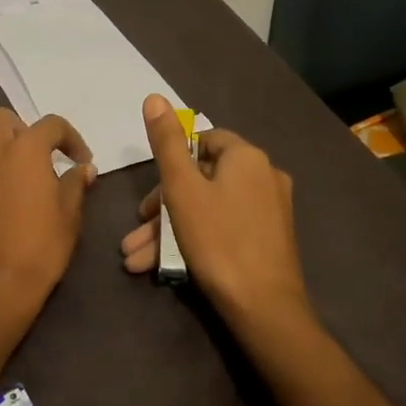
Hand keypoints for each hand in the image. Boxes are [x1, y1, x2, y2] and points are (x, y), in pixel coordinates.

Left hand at [0, 108, 95, 336]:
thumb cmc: (40, 247)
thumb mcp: (70, 216)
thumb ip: (75, 185)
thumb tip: (83, 169)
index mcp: (26, 149)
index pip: (52, 125)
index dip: (71, 138)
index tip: (81, 161)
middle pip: (1, 118)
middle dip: (21, 129)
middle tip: (38, 156)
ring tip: (9, 166)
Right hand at [121, 94, 309, 332]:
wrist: (264, 308)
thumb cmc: (218, 240)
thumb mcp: (182, 189)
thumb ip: (167, 143)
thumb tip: (155, 97)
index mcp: (247, 157)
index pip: (204, 141)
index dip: (172, 161)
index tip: (150, 191)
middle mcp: (264, 176)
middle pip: (202, 180)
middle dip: (161, 208)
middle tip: (136, 231)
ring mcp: (269, 210)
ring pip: (207, 209)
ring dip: (168, 231)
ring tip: (135, 259)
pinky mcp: (268, 240)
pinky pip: (223, 228)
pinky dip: (193, 241)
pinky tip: (160, 267)